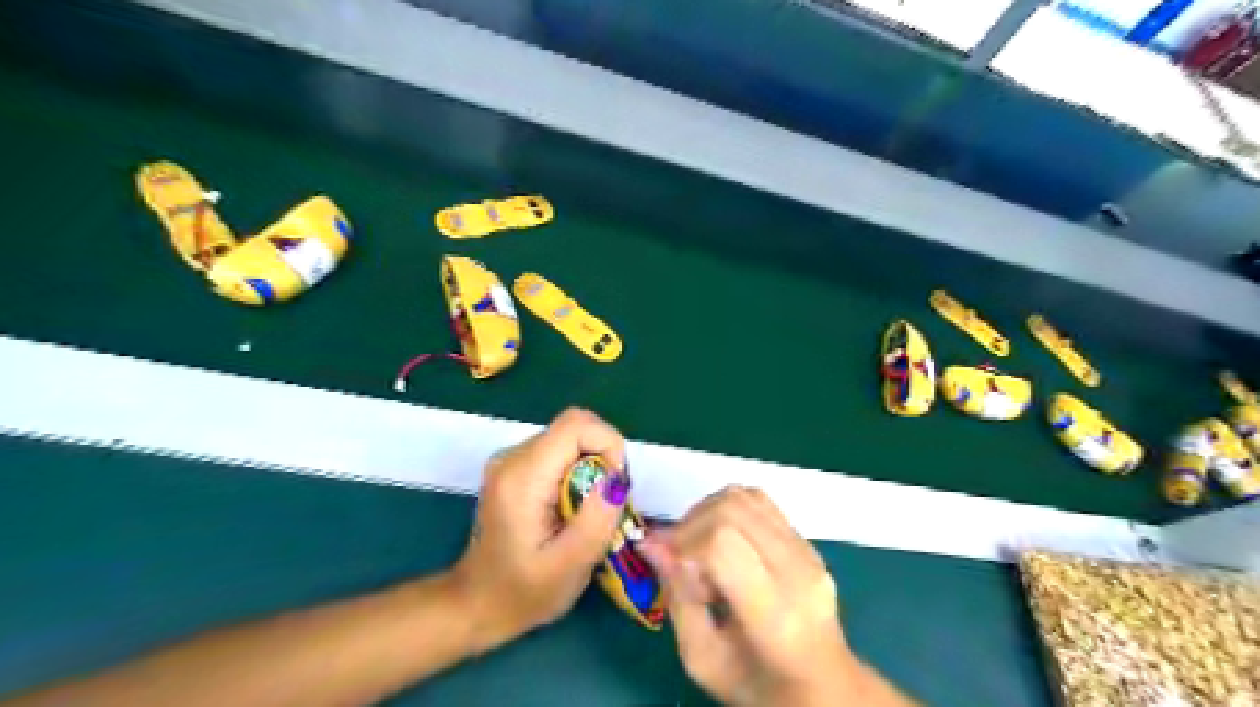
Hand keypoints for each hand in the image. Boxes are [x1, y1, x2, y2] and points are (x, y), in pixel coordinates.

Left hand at [453, 409, 629, 650]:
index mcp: (522, 476)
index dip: (608, 445)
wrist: (476, 605)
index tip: (615, 488)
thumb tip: (617, 478)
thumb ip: (596, 520)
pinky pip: (560, 452)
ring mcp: (512, 460)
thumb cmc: (522, 593)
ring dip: (593, 467)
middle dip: (604, 459)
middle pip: (575, 428)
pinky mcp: (516, 468)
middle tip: (607, 504)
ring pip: (571, 439)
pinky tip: (574, 508)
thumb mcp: (570, 566)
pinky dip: (579, 472)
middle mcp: (513, 457)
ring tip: (590, 511)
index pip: (577, 425)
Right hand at [642, 485, 884, 706]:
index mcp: (776, 613)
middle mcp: (797, 570)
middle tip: (678, 556)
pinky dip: (727, 510)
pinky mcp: (807, 540)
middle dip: (691, 524)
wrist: (823, 687)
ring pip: (745, 497)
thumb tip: (652, 544)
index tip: (662, 559)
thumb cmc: (757, 684)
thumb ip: (677, 598)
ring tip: (698, 547)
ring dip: (707, 512)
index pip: (723, 543)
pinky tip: (721, 541)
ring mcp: (807, 550)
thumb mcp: (703, 659)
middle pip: (733, 509)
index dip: (683, 542)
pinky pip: (759, 502)